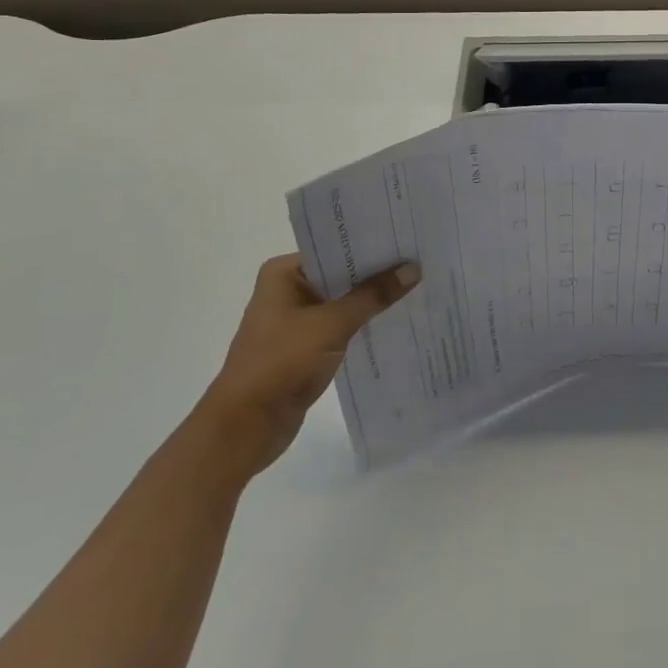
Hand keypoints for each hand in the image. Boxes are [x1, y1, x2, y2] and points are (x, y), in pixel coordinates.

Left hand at [198, 253, 418, 477]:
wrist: (246, 427)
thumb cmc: (282, 363)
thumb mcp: (332, 323)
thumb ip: (373, 295)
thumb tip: (413, 269)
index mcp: (284, 274)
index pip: (336, 248)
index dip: (372, 246)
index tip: (408, 240)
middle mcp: (289, 290)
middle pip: (342, 274)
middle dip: (377, 273)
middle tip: (422, 260)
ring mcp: (297, 321)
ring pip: (344, 302)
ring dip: (373, 300)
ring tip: (419, 286)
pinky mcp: (306, 348)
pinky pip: (343, 326)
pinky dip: (364, 324)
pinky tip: (397, 319)